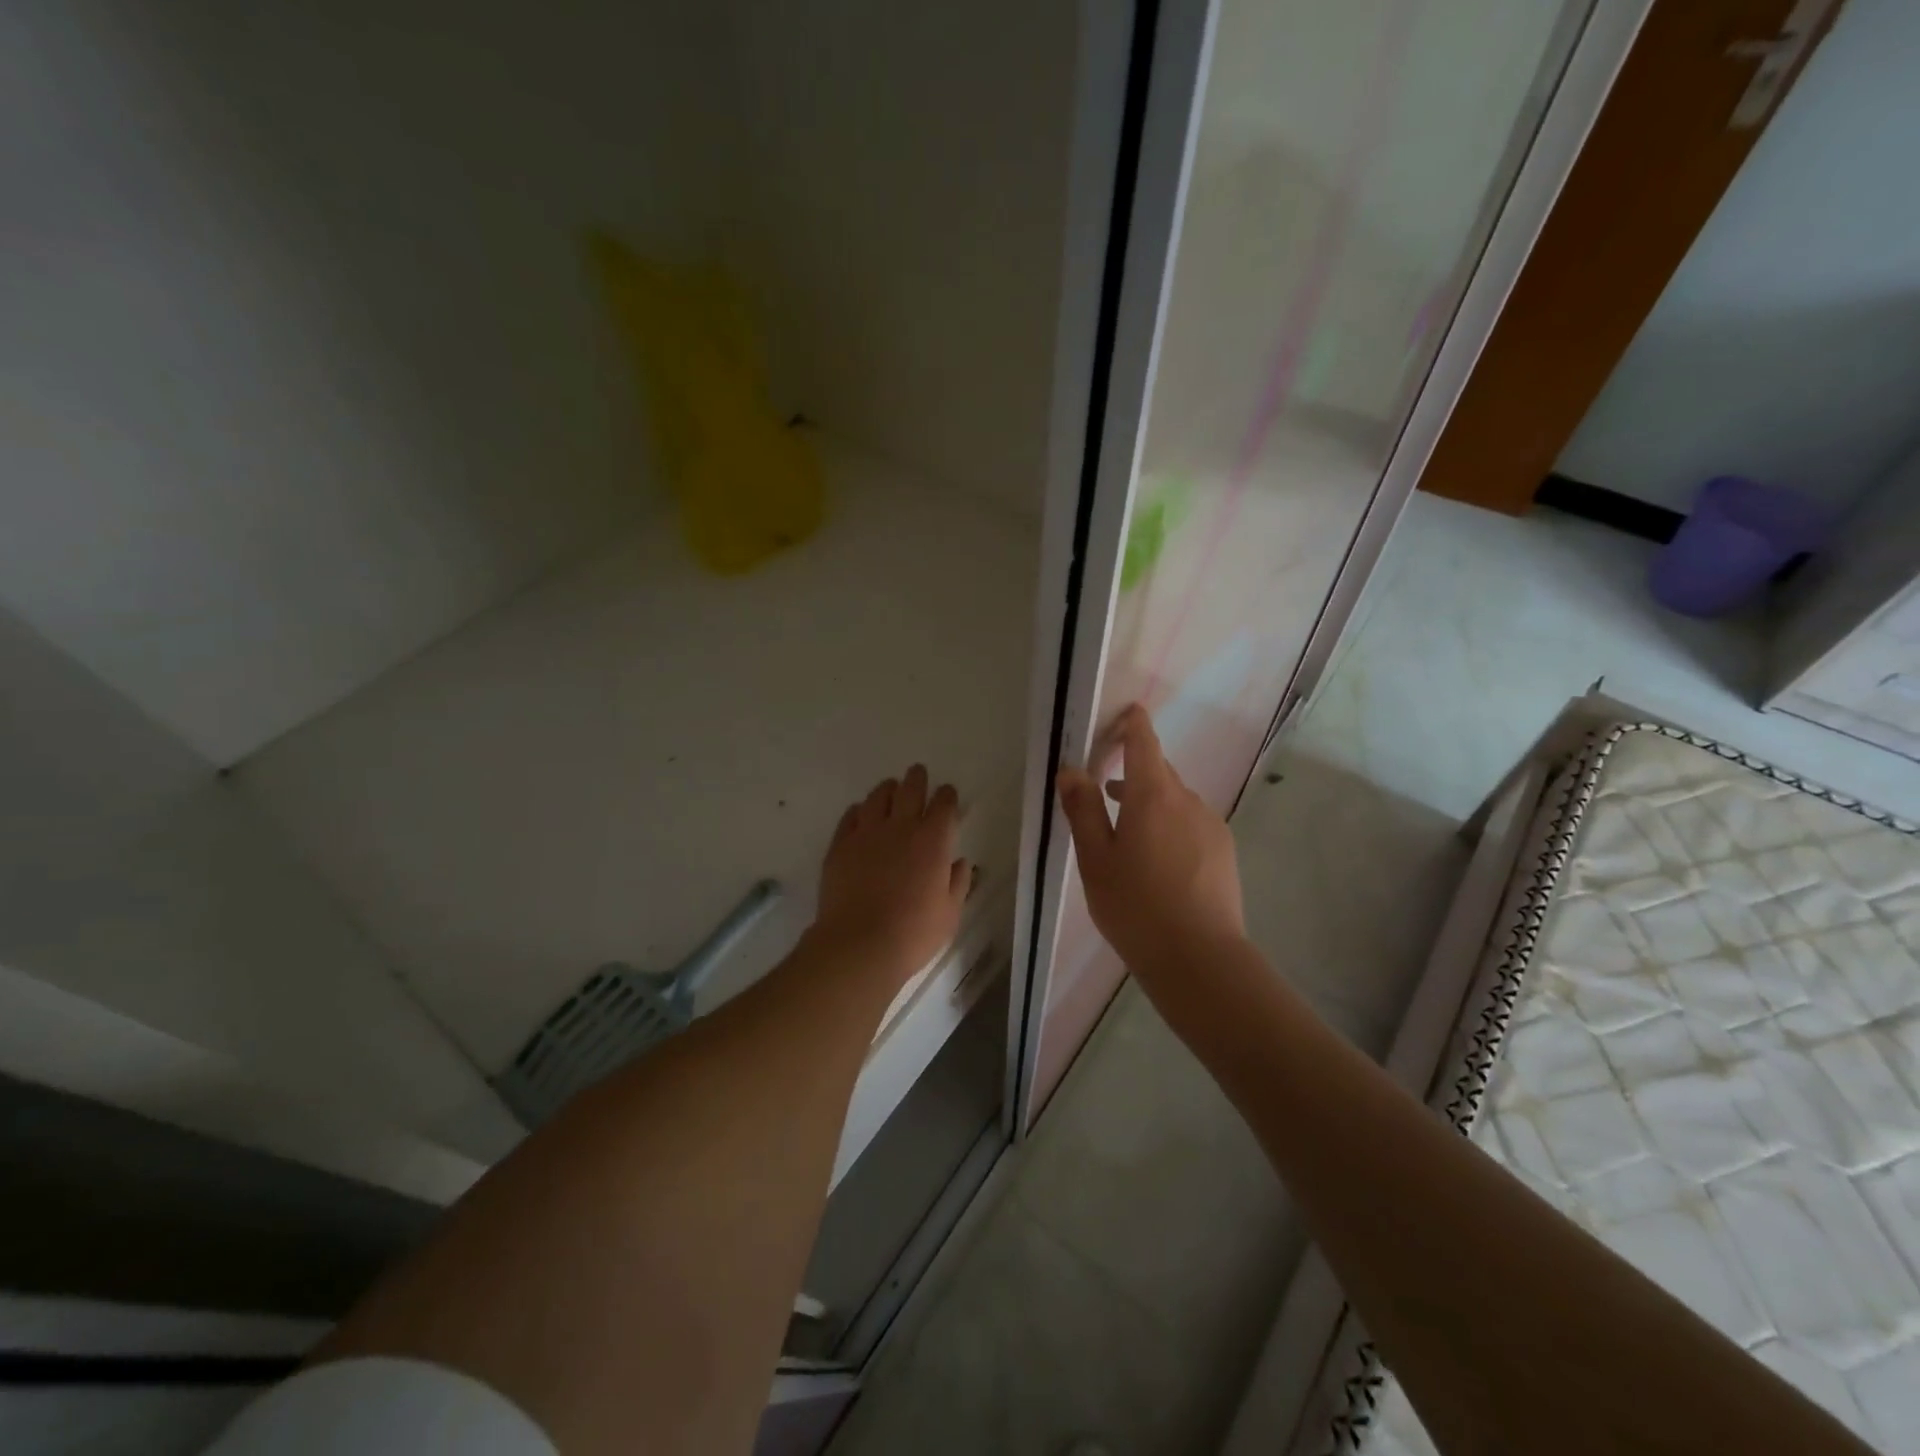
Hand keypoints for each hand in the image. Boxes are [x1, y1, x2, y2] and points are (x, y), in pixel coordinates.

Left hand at [812, 765, 970, 986]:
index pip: (943, 805)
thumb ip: (958, 883)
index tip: (947, 794)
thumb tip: (960, 863)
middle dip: (917, 779)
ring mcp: (866, 834)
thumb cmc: (913, 933)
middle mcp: (901, 828)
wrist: (859, 944)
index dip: (947, 796)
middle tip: (918, 773)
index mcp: (933, 841)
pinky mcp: (840, 846)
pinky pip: (850, 817)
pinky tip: (860, 813)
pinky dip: (859, 810)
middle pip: (910, 790)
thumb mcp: (949, 913)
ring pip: (877, 797)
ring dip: (887, 789)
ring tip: (890, 788)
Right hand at [1056, 705, 1245, 978]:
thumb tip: (1071, 769)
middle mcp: (1187, 800)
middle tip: (1105, 795)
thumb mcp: (1095, 859)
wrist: (1200, 958)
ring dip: (1151, 804)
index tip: (1124, 714)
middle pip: (1159, 772)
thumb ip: (1083, 810)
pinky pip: (1192, 824)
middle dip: (1134, 773)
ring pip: (1176, 801)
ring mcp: (1211, 825)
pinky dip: (1171, 827)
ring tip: (1127, 836)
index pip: (1144, 742)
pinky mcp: (1223, 851)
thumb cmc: (1136, 906)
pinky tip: (1158, 863)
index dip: (1133, 723)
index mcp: (1153, 795)